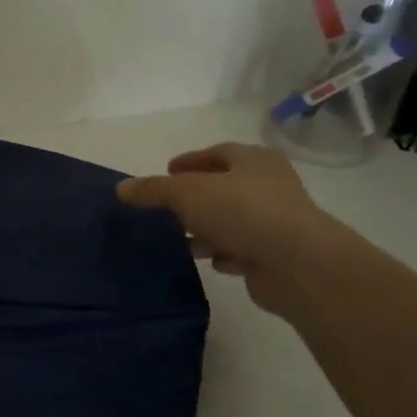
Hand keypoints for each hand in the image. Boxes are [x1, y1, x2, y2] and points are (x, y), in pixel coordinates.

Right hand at [117, 142, 344, 313]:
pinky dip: (222, 252)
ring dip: (206, 228)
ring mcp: (275, 222)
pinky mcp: (274, 255)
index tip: (167, 170)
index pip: (219, 153)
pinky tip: (206, 260)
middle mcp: (269, 186)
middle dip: (195, 197)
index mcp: (254, 161)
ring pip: (231, 220)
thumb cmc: (242, 212)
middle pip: (225, 187)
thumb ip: (153, 190)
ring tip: (177, 238)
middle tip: (166, 206)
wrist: (296, 263)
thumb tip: (121, 188)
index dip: (191, 160)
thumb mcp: (186, 193)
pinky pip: (241, 249)